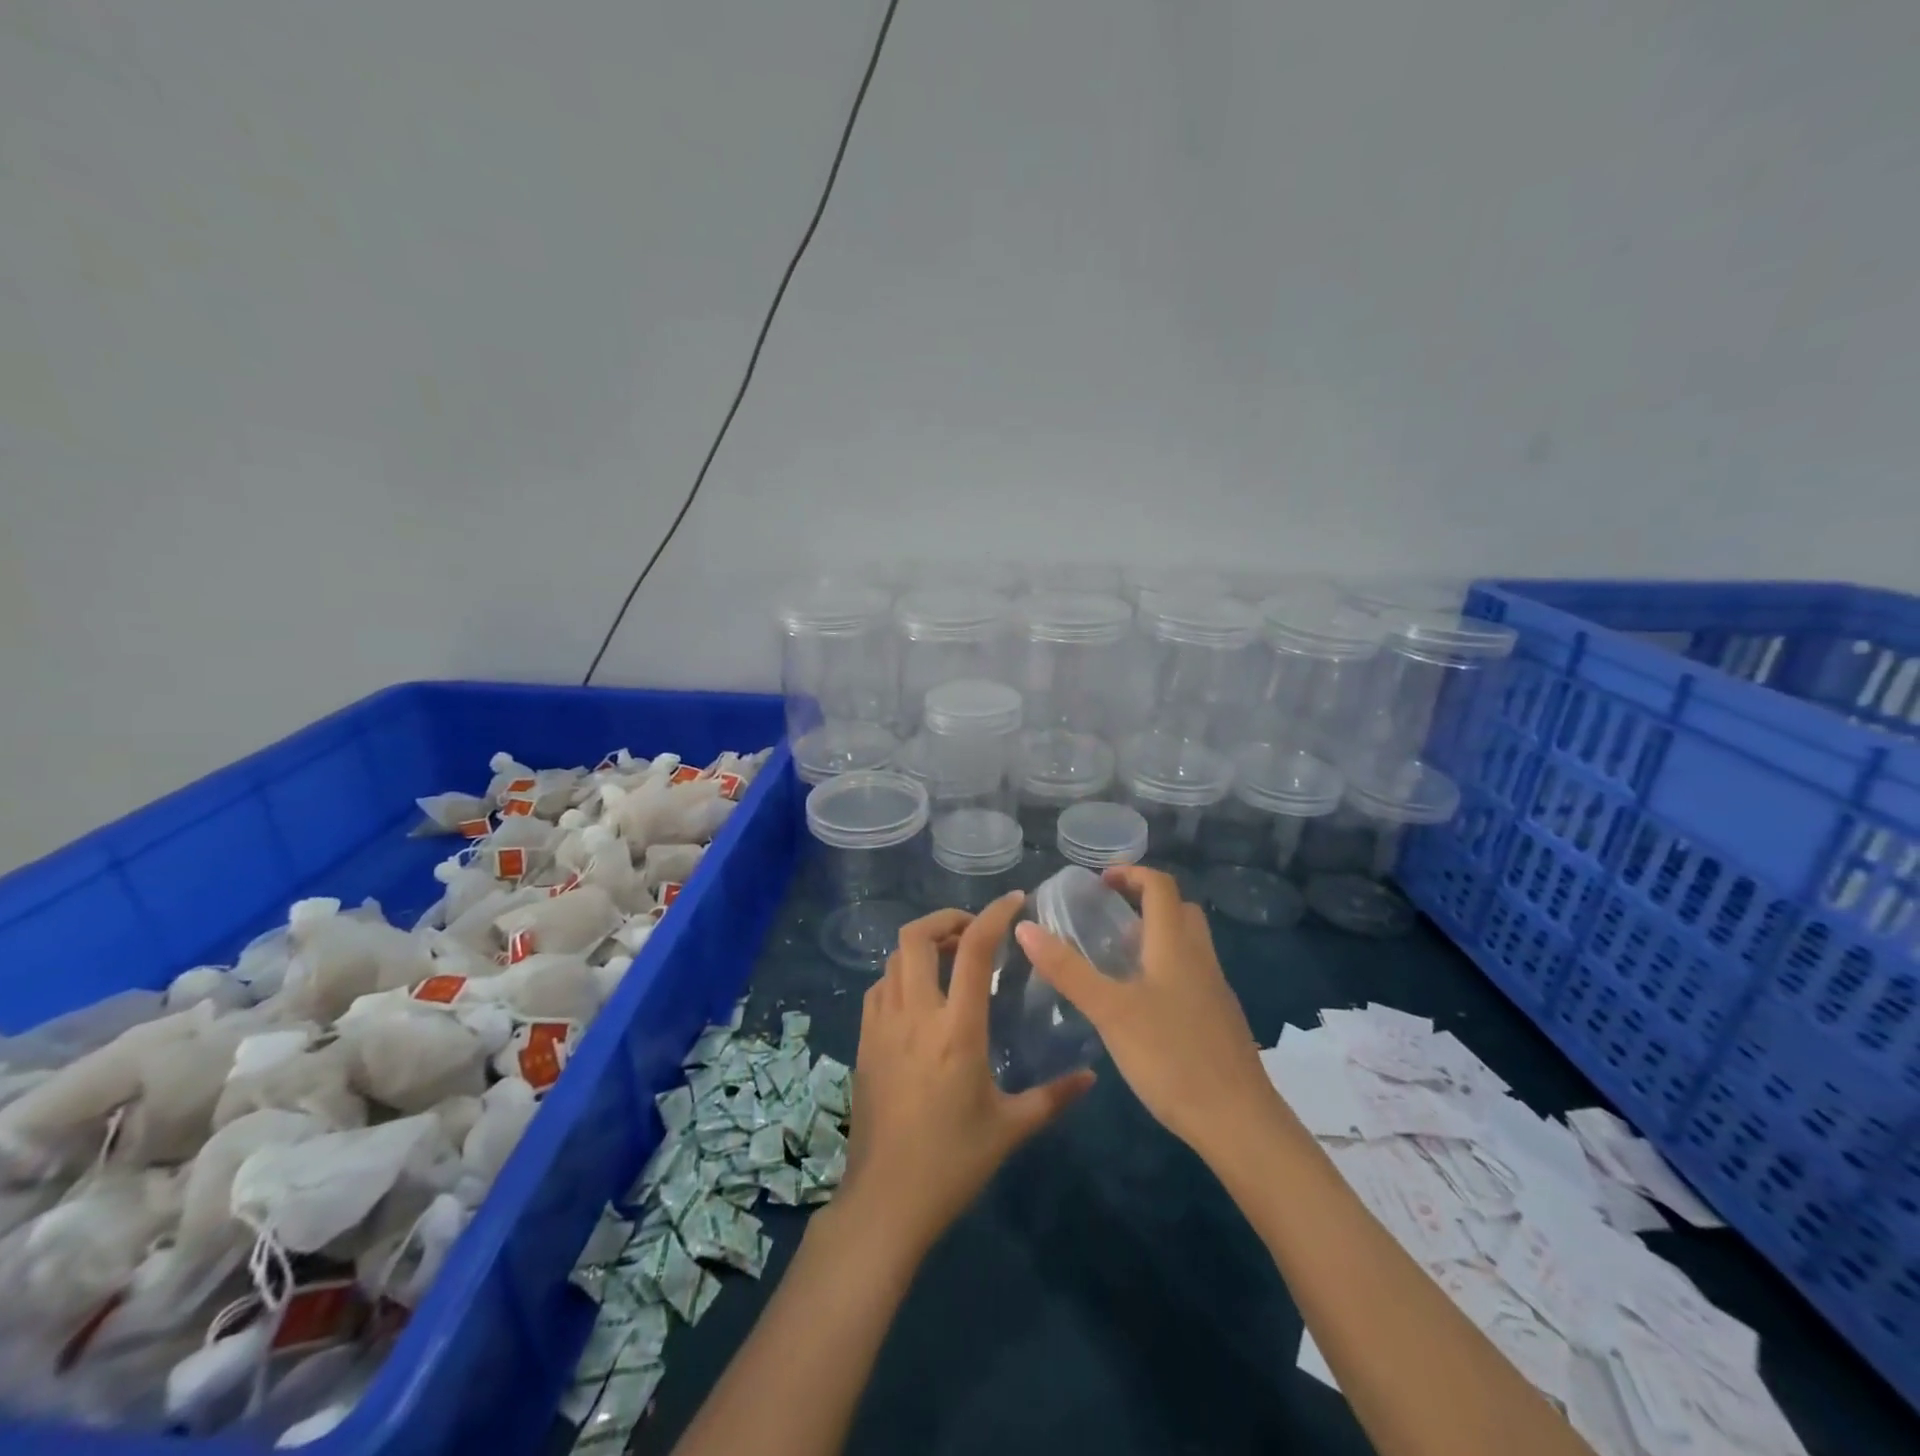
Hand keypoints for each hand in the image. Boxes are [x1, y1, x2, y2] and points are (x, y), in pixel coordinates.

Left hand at [838, 894, 1094, 1255]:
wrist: (885, 1201)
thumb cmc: (953, 1163)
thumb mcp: (1011, 1129)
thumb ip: (1054, 1096)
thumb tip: (1092, 1077)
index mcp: (957, 1030)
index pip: (973, 949)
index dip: (994, 915)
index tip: (1014, 901)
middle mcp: (915, 1015)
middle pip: (916, 936)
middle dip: (945, 918)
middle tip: (973, 929)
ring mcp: (882, 1026)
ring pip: (893, 958)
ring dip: (921, 945)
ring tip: (949, 957)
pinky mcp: (863, 1041)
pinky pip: (879, 987)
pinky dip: (900, 973)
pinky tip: (919, 995)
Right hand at [1013, 866, 1270, 1156]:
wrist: (1238, 1121)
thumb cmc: (1171, 1056)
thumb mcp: (1109, 1011)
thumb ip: (1068, 969)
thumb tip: (1025, 927)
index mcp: (1175, 945)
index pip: (1160, 886)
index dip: (1131, 873)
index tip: (1099, 881)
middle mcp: (1200, 958)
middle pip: (1179, 909)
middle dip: (1145, 901)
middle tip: (1108, 915)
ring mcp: (1215, 989)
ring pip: (1187, 943)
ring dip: (1155, 935)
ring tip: (1116, 958)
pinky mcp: (1219, 1019)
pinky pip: (1191, 973)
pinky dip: (1165, 967)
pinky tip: (1141, 1003)